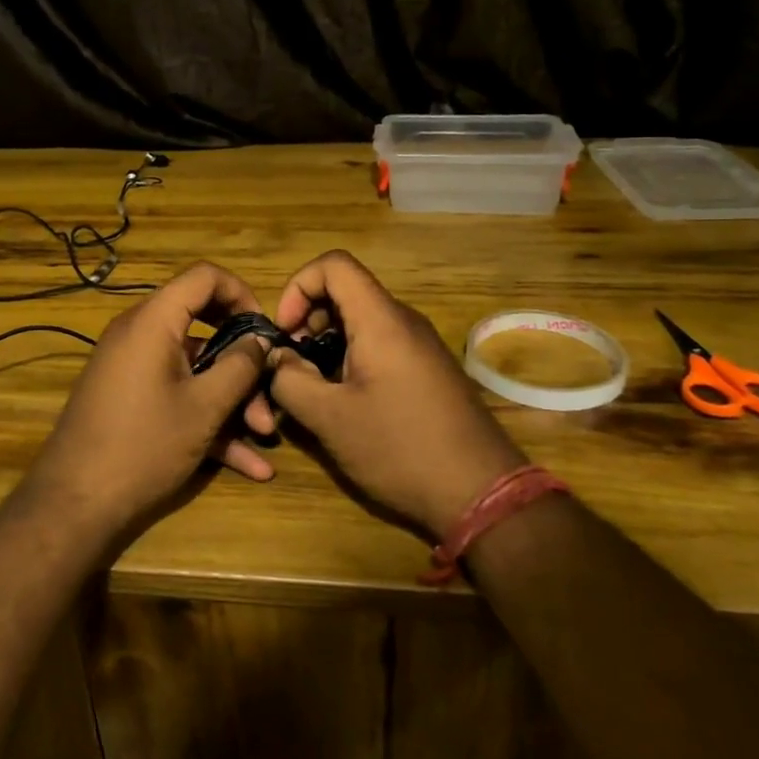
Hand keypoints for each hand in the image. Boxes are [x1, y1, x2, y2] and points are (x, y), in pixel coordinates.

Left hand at [26, 262, 276, 533]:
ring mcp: (132, 367)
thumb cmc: (144, 446)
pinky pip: (176, 393)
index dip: (241, 294)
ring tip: (262, 437)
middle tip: (269, 390)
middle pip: (203, 325)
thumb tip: (260, 339)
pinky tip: (246, 463)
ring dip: (231, 398)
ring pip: (194, 367)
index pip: (203, 276)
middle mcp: (139, 334)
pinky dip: (207, 417)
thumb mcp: (204, 407)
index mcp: (153, 321)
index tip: (264, 330)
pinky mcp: (130, 397)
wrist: (74, 504)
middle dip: (242, 361)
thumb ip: (240, 366)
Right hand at [267, 250, 520, 539]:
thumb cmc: (400, 448)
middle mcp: (403, 322)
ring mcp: (420, 346)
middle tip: (292, 363)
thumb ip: (290, 380)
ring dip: (326, 343)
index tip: (285, 332)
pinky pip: (380, 345)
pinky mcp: (427, 371)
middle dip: (308, 318)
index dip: (298, 286)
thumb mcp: (330, 418)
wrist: (482, 493)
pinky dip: (350, 359)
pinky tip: (344, 402)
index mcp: (381, 320)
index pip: (333, 265)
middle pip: (346, 291)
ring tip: (312, 387)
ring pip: (361, 321)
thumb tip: (277, 359)